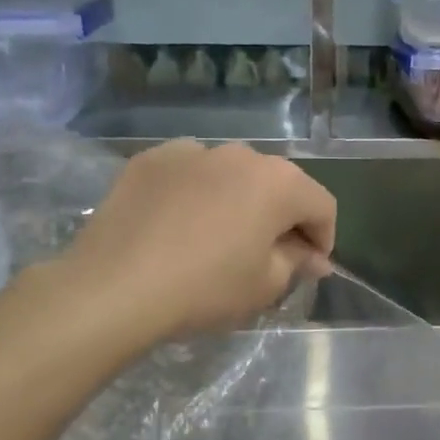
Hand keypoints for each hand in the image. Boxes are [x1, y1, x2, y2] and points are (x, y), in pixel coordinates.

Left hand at [60, 140, 335, 344]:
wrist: (115, 286)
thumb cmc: (205, 288)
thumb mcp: (264, 285)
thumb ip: (297, 262)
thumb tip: (314, 257)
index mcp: (279, 182)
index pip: (322, 205)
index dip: (323, 238)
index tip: (310, 267)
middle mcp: (240, 154)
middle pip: (278, 184)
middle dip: (282, 217)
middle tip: (268, 255)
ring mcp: (192, 151)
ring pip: (232, 175)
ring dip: (239, 201)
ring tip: (220, 237)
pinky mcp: (151, 159)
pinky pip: (190, 173)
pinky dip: (197, 193)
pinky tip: (180, 224)